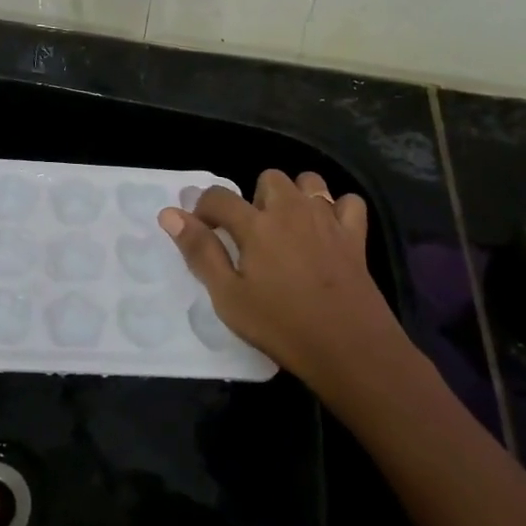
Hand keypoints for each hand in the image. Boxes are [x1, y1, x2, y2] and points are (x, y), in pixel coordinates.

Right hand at [159, 170, 399, 387]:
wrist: (349, 347)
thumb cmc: (281, 325)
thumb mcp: (228, 297)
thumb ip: (200, 251)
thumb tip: (169, 214)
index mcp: (256, 225)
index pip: (219, 196)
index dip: (203, 208)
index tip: (202, 230)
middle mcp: (291, 210)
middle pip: (268, 178)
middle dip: (255, 198)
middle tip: (252, 236)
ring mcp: (327, 219)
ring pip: (309, 181)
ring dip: (295, 197)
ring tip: (289, 229)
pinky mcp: (355, 235)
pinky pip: (348, 202)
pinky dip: (336, 210)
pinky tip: (328, 232)